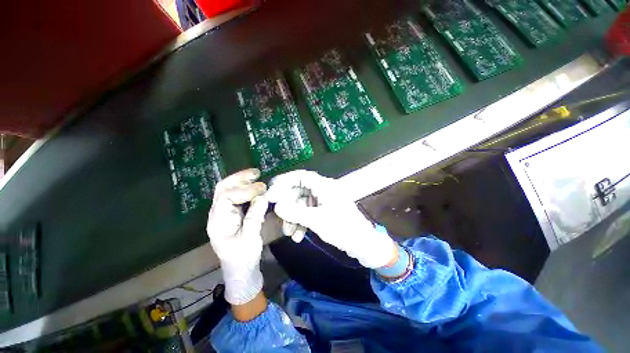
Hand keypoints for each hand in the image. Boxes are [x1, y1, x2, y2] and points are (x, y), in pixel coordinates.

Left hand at [207, 169, 268, 304]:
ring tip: (256, 176)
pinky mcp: (232, 214)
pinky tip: (255, 187)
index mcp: (218, 221)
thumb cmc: (244, 258)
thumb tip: (263, 195)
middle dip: (239, 178)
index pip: (226, 196)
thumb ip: (255, 216)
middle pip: (222, 189)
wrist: (240, 270)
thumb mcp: (251, 238)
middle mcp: (218, 214)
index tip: (262, 188)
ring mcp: (224, 213)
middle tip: (256, 173)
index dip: (245, 189)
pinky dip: (245, 189)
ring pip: (228, 190)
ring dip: (242, 181)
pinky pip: (236, 197)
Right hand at [266, 170, 395, 268]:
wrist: (363, 244)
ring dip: (294, 217)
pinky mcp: (324, 211)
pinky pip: (307, 212)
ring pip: (302, 204)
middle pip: (299, 191)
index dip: (284, 181)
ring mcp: (324, 201)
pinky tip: (298, 236)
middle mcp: (324, 190)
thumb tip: (277, 206)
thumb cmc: (343, 229)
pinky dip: (301, 222)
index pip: (301, 176)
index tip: (272, 193)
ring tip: (289, 233)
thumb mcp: (317, 220)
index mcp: (325, 186)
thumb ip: (295, 212)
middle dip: (288, 206)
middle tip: (279, 218)